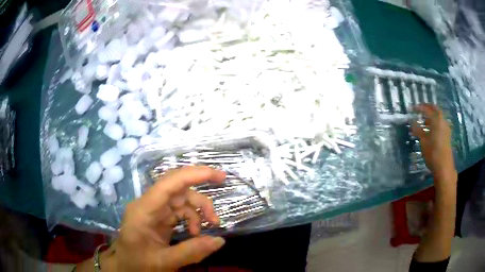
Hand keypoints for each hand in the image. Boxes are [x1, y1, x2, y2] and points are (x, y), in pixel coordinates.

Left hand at [102, 166, 226, 270]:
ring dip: (198, 210)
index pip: (167, 185)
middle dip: (199, 189)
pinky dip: (192, 218)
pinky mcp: (158, 216)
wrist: (124, 266)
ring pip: (181, 199)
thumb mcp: (164, 262)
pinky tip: (196, 233)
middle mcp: (148, 204)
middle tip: (222, 186)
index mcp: (143, 211)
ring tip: (210, 226)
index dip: (191, 175)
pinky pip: (179, 210)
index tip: (215, 174)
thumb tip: (220, 240)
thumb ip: (191, 252)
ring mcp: (153, 210)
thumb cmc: (137, 264)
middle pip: (177, 188)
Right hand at [411, 104, 456, 182]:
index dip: (419, 108)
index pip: (426, 109)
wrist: (444, 167)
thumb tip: (411, 122)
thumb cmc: (432, 152)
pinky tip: (431, 129)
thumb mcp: (423, 141)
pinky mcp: (447, 135)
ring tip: (424, 121)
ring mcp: (446, 127)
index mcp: (436, 119)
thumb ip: (418, 130)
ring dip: (431, 116)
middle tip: (420, 109)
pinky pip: (440, 124)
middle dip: (427, 108)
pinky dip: (435, 123)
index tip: (412, 108)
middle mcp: (442, 120)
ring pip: (438, 117)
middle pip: (435, 109)